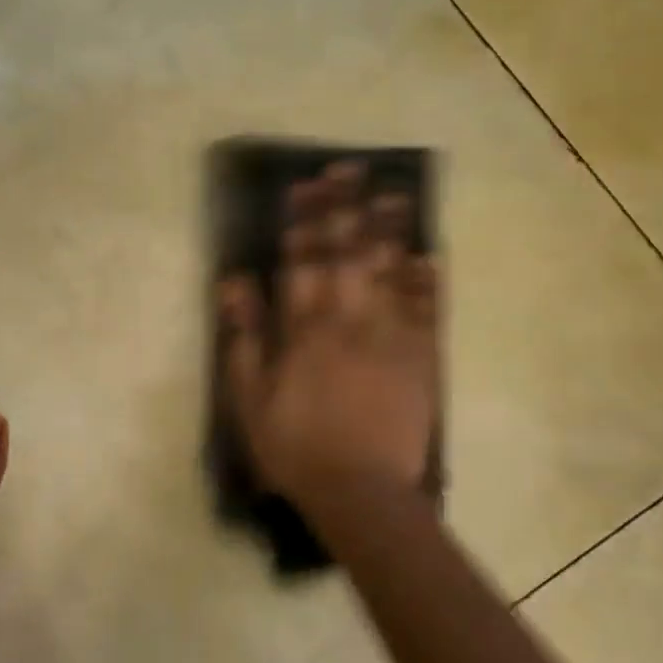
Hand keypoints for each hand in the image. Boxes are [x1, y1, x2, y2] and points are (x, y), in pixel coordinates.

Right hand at [222, 162, 439, 514]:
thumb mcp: (249, 398)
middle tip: (350, 169)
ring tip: (393, 193)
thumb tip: (234, 282)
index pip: (304, 260)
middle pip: (349, 253)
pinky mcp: (421, 359)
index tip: (305, 185)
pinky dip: (427, 281)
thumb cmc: (294, 447)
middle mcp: (349, 321)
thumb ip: (244, 337)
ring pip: (391, 272)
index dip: (304, 219)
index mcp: (305, 330)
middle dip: (347, 208)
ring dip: (390, 230)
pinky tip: (428, 255)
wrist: (360, 493)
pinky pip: (426, 311)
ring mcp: (390, 338)